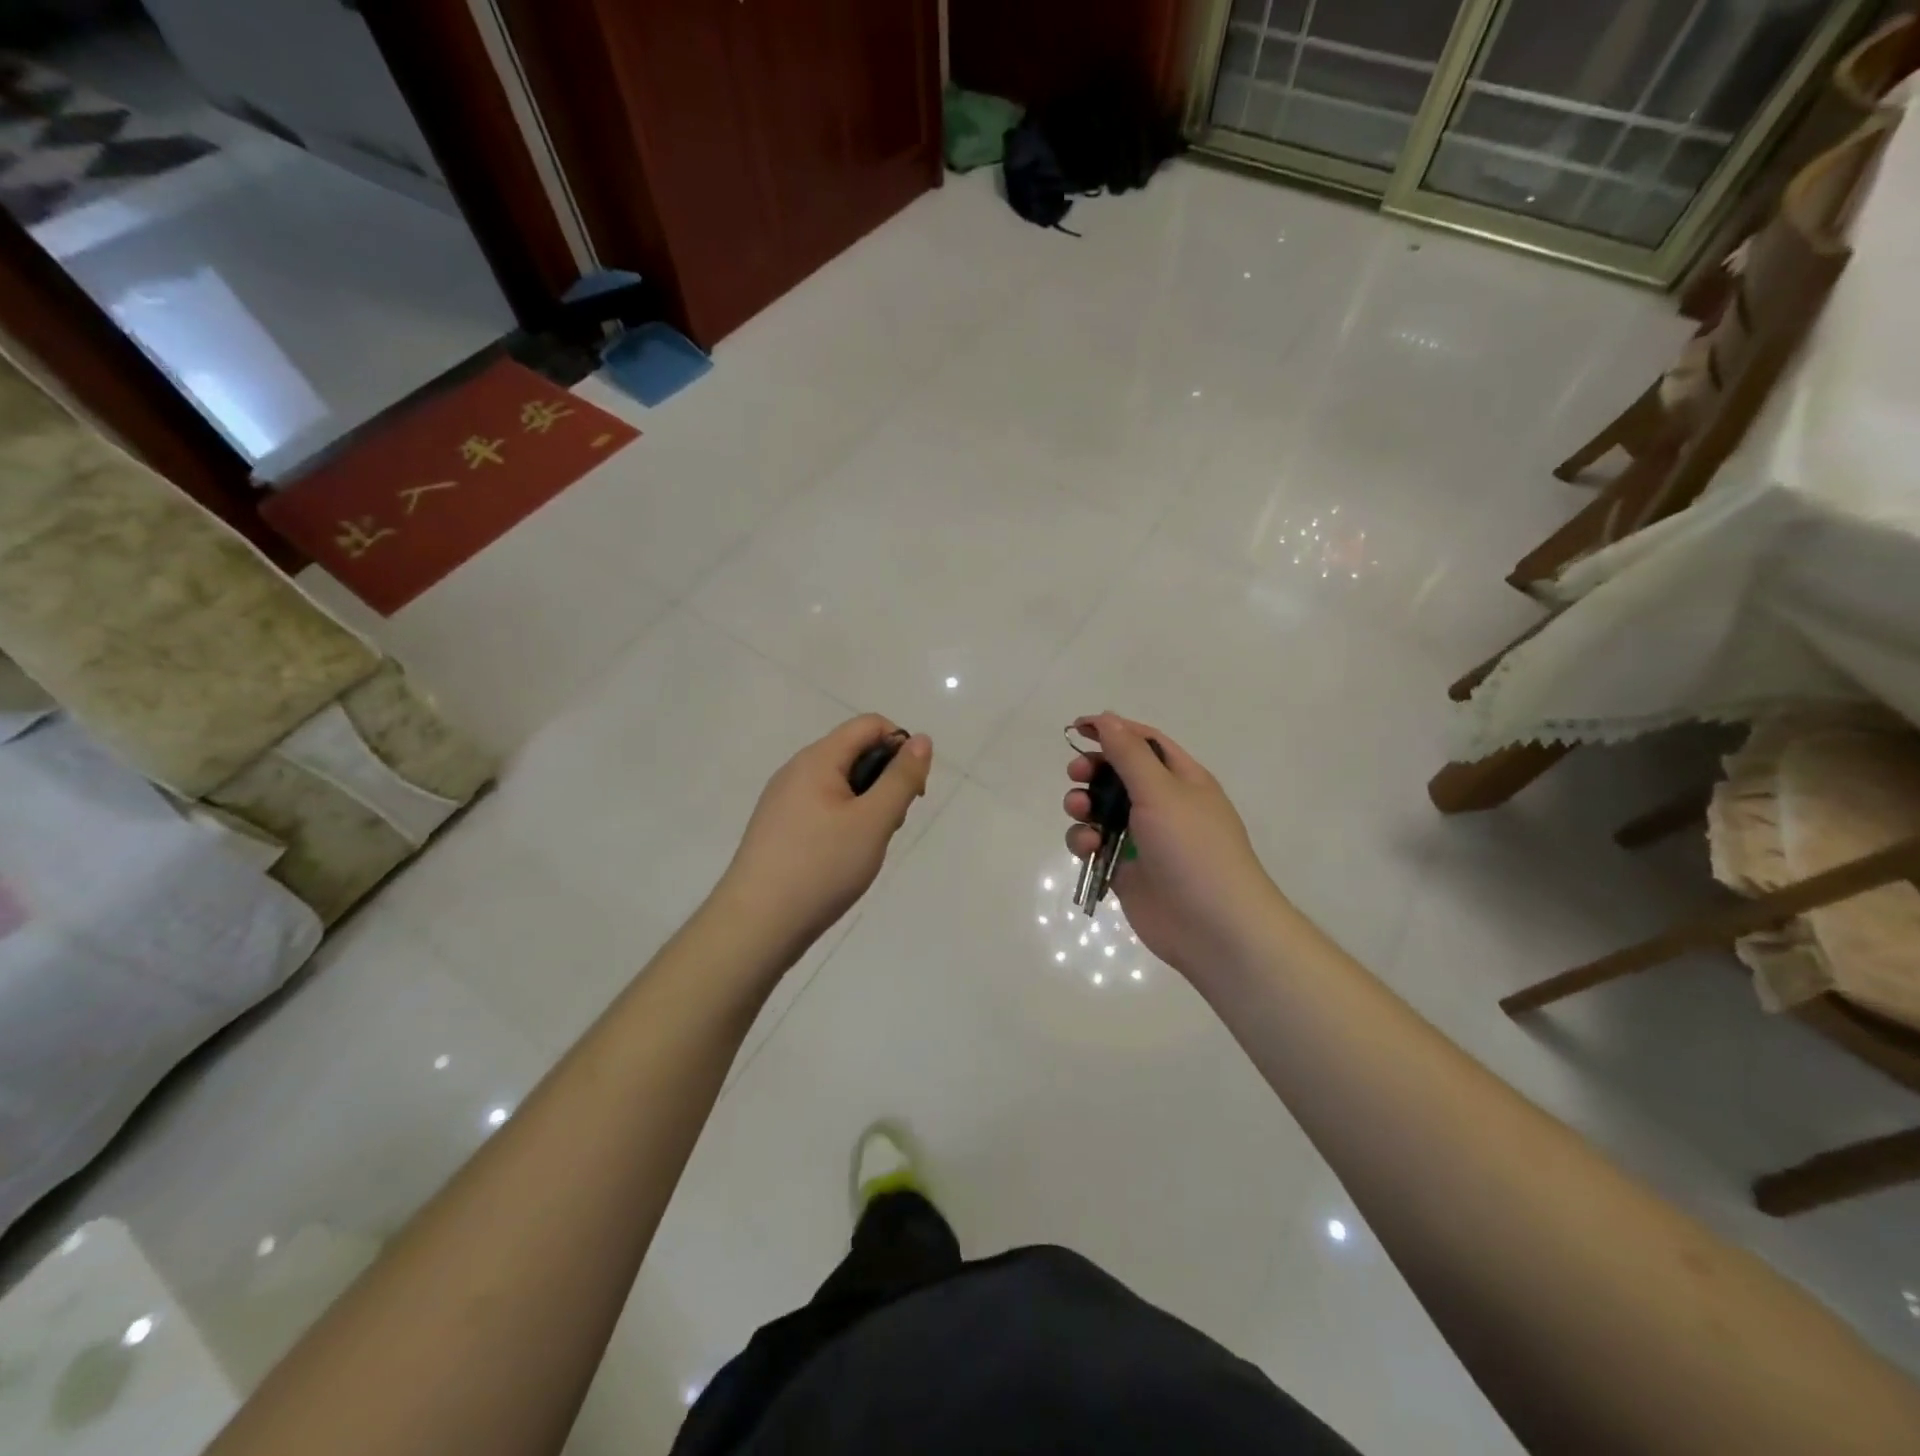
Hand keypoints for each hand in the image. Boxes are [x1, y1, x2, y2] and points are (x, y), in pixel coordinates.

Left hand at [718, 715, 931, 960]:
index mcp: (817, 759)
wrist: (757, 924)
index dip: (901, 746)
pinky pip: (823, 808)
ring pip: (841, 784)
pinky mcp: (779, 828)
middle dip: (885, 780)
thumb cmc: (821, 867)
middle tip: (890, 825)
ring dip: (867, 805)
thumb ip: (901, 778)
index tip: (912, 790)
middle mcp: (796, 771)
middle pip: (855, 752)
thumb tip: (920, 739)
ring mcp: (783, 800)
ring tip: (867, 847)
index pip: (869, 724)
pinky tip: (844, 858)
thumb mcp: (874, 821)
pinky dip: (845, 822)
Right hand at [1064, 713, 1284, 983]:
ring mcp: (1143, 838)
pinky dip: (1085, 840)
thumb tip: (1106, 717)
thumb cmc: (1193, 848)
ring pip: (1100, 810)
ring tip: (1080, 813)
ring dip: (1083, 806)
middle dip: (1093, 771)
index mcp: (1182, 779)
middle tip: (1076, 773)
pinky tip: (1088, 847)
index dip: (1113, 730)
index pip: (1144, 742)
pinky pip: (1096, 844)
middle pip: (1117, 774)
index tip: (1078, 727)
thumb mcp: (1162, 791)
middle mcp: (1163, 804)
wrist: (1213, 926)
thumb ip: (1129, 753)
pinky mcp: (1125, 868)